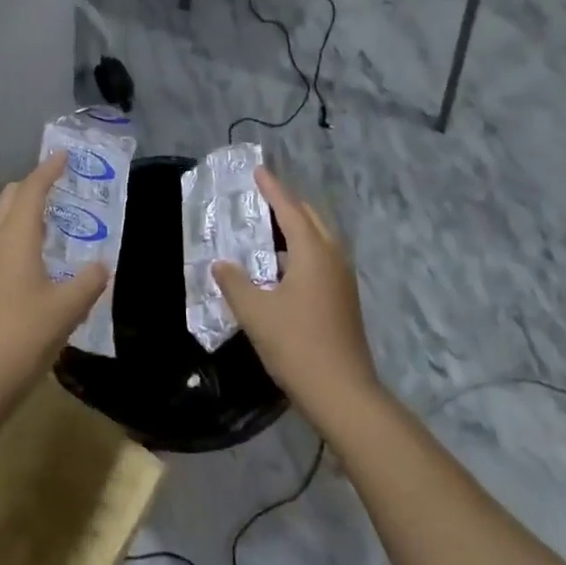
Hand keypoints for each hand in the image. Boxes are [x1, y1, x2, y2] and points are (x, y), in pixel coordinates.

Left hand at [0, 154, 109, 423]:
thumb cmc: (21, 337)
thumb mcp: (66, 309)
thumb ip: (88, 282)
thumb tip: (101, 266)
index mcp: (14, 238)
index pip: (31, 190)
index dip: (48, 170)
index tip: (63, 154)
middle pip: (10, 199)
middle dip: (33, 186)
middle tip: (62, 186)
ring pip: (3, 222)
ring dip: (25, 212)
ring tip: (56, 220)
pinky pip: (0, 244)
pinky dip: (19, 235)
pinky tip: (39, 259)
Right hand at [216, 167, 378, 424]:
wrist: (343, 393)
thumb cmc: (297, 345)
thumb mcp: (255, 313)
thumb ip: (235, 282)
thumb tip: (221, 263)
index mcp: (313, 252)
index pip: (290, 209)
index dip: (272, 189)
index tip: (258, 170)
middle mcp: (332, 257)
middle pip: (310, 218)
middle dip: (287, 204)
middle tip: (260, 198)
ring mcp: (342, 279)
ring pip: (319, 240)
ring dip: (295, 229)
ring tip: (265, 230)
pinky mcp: (344, 298)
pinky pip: (321, 259)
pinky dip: (301, 251)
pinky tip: (280, 268)